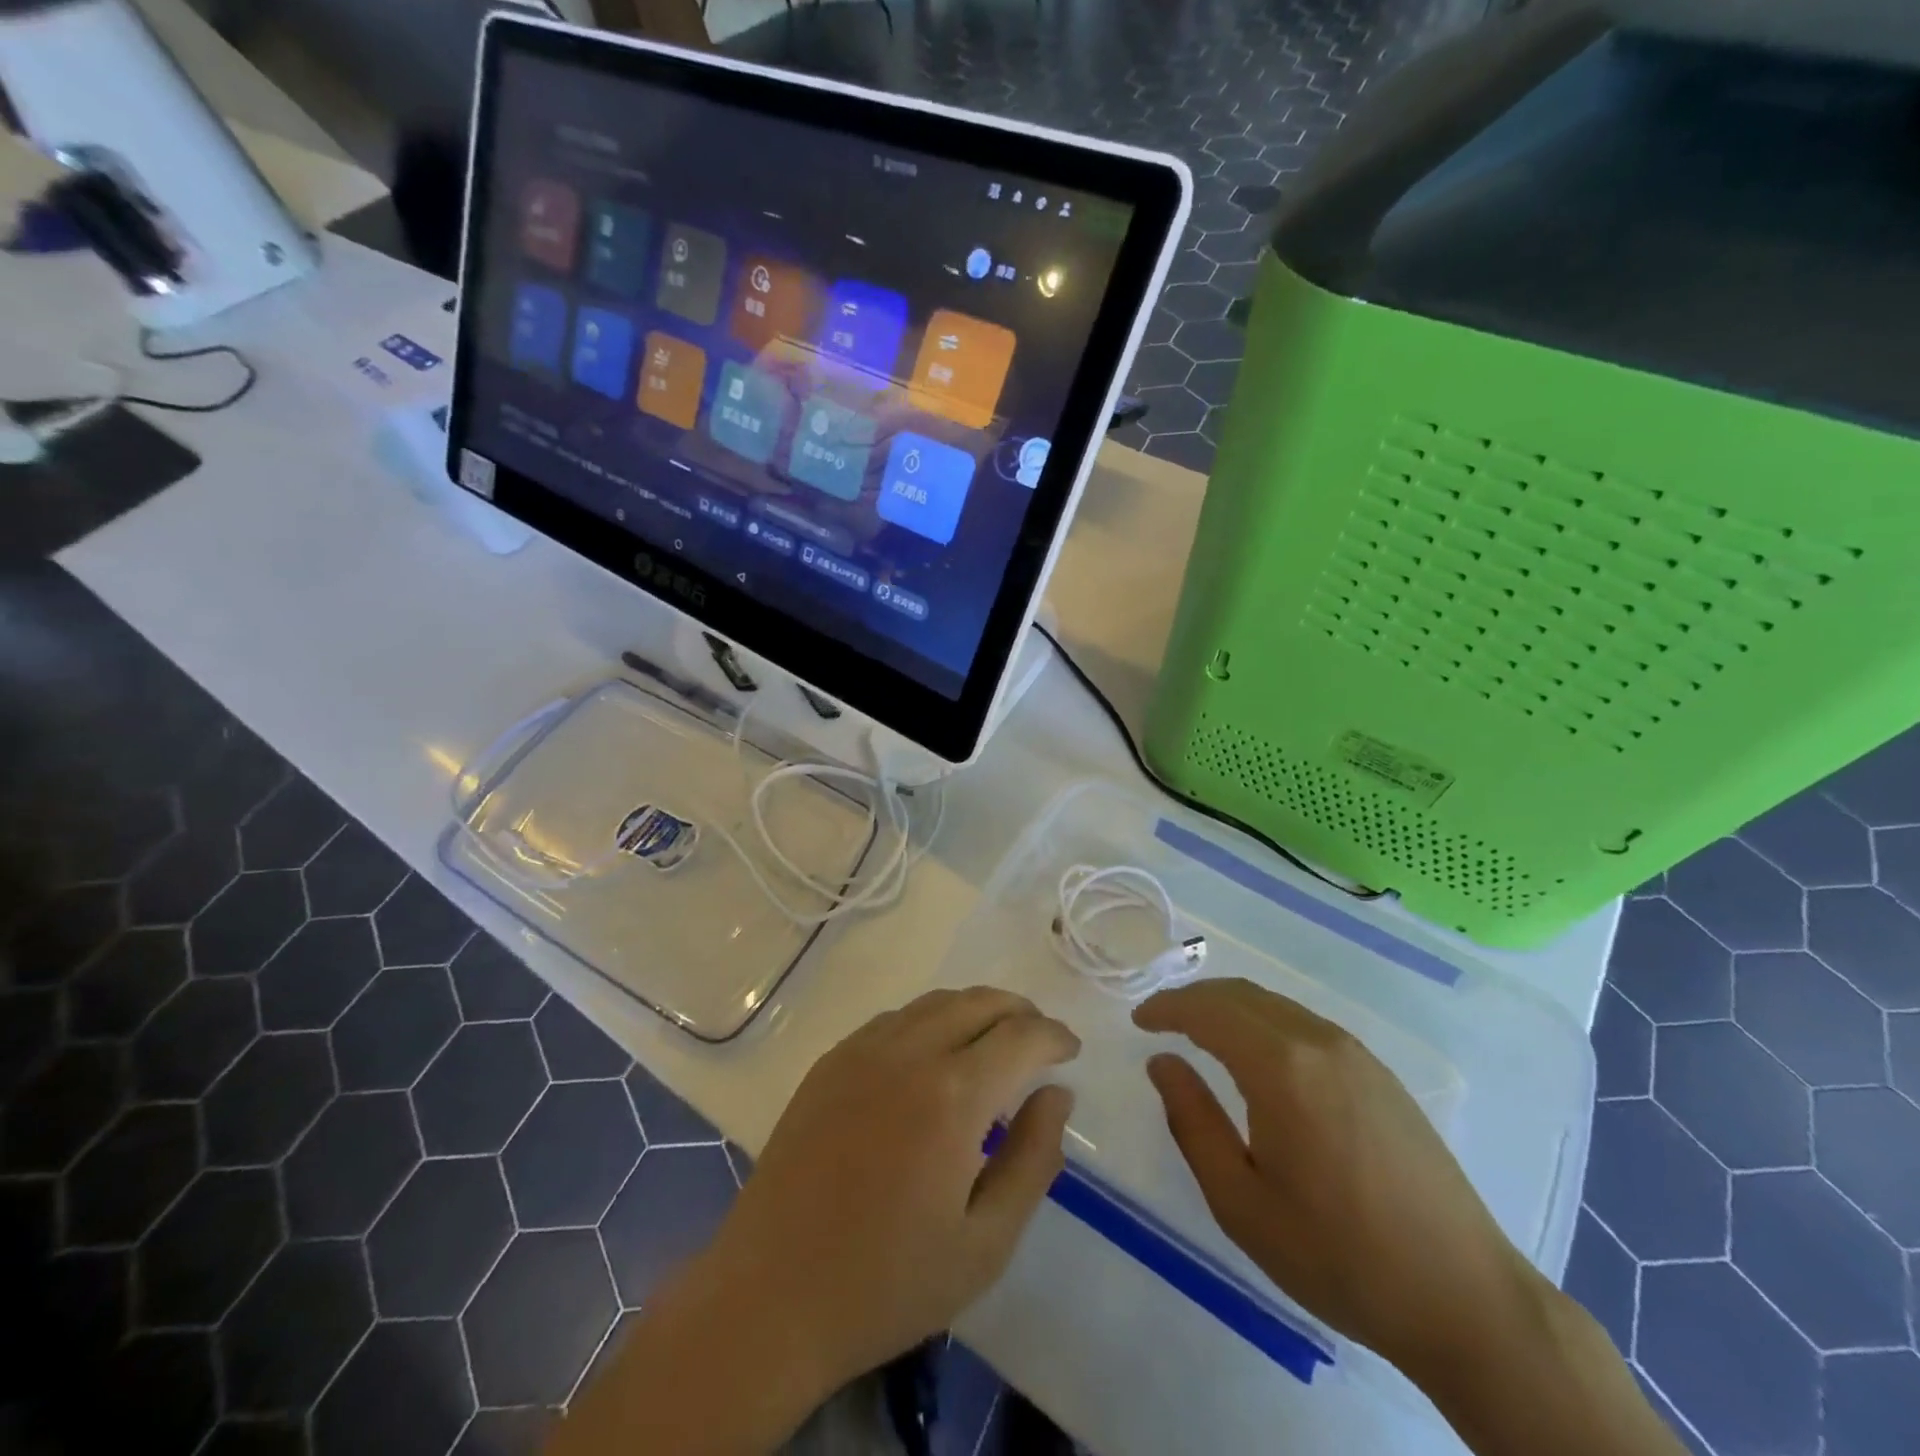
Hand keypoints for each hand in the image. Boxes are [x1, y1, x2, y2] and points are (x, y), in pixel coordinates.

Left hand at [707, 988, 1078, 1397]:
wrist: (770, 1296)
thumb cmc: (888, 1283)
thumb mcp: (986, 1243)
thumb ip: (1034, 1160)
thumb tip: (1058, 1095)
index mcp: (952, 1095)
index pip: (1021, 1035)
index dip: (1054, 1036)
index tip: (1071, 1051)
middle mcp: (908, 1052)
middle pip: (979, 1002)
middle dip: (1020, 1012)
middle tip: (1039, 1042)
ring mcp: (862, 1050)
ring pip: (936, 1002)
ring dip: (976, 1010)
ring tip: (994, 1042)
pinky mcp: (830, 1060)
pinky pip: (895, 1018)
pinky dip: (930, 1020)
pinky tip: (934, 1055)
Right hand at [1134, 978, 1540, 1379]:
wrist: (1466, 1299)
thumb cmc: (1339, 1256)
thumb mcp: (1241, 1202)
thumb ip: (1192, 1122)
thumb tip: (1162, 1062)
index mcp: (1282, 1067)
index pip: (1208, 1010)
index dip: (1167, 1007)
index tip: (1139, 1020)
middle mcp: (1319, 1041)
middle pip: (1241, 995)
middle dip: (1194, 999)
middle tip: (1162, 1021)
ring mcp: (1356, 1054)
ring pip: (1275, 1004)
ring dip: (1230, 1008)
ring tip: (1201, 1034)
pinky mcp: (1379, 1073)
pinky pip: (1305, 1024)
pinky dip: (1265, 1021)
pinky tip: (1258, 1056)